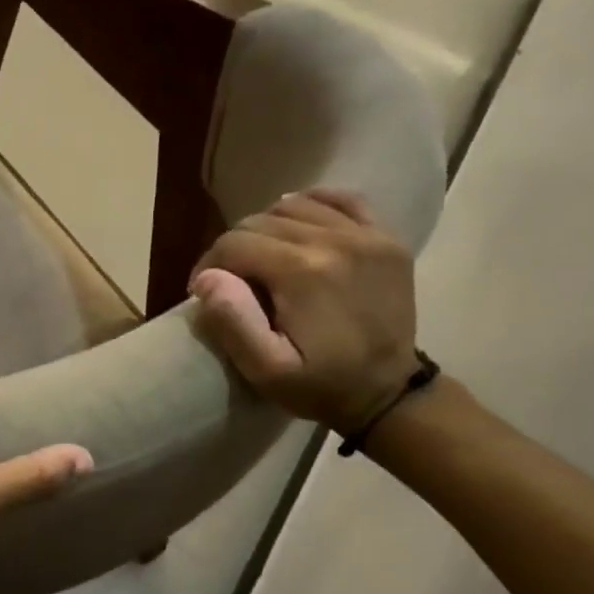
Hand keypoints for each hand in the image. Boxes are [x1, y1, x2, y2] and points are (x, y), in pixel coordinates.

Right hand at [190, 189, 420, 431]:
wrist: (389, 392)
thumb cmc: (320, 386)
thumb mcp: (267, 370)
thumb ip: (232, 322)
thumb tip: (207, 278)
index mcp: (301, 272)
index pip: (234, 243)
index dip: (209, 265)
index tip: (203, 292)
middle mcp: (334, 240)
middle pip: (260, 221)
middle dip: (234, 248)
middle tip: (231, 281)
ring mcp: (366, 235)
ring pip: (295, 206)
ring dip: (267, 228)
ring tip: (262, 260)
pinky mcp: (386, 238)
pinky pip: (342, 200)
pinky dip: (313, 206)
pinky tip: (298, 227)